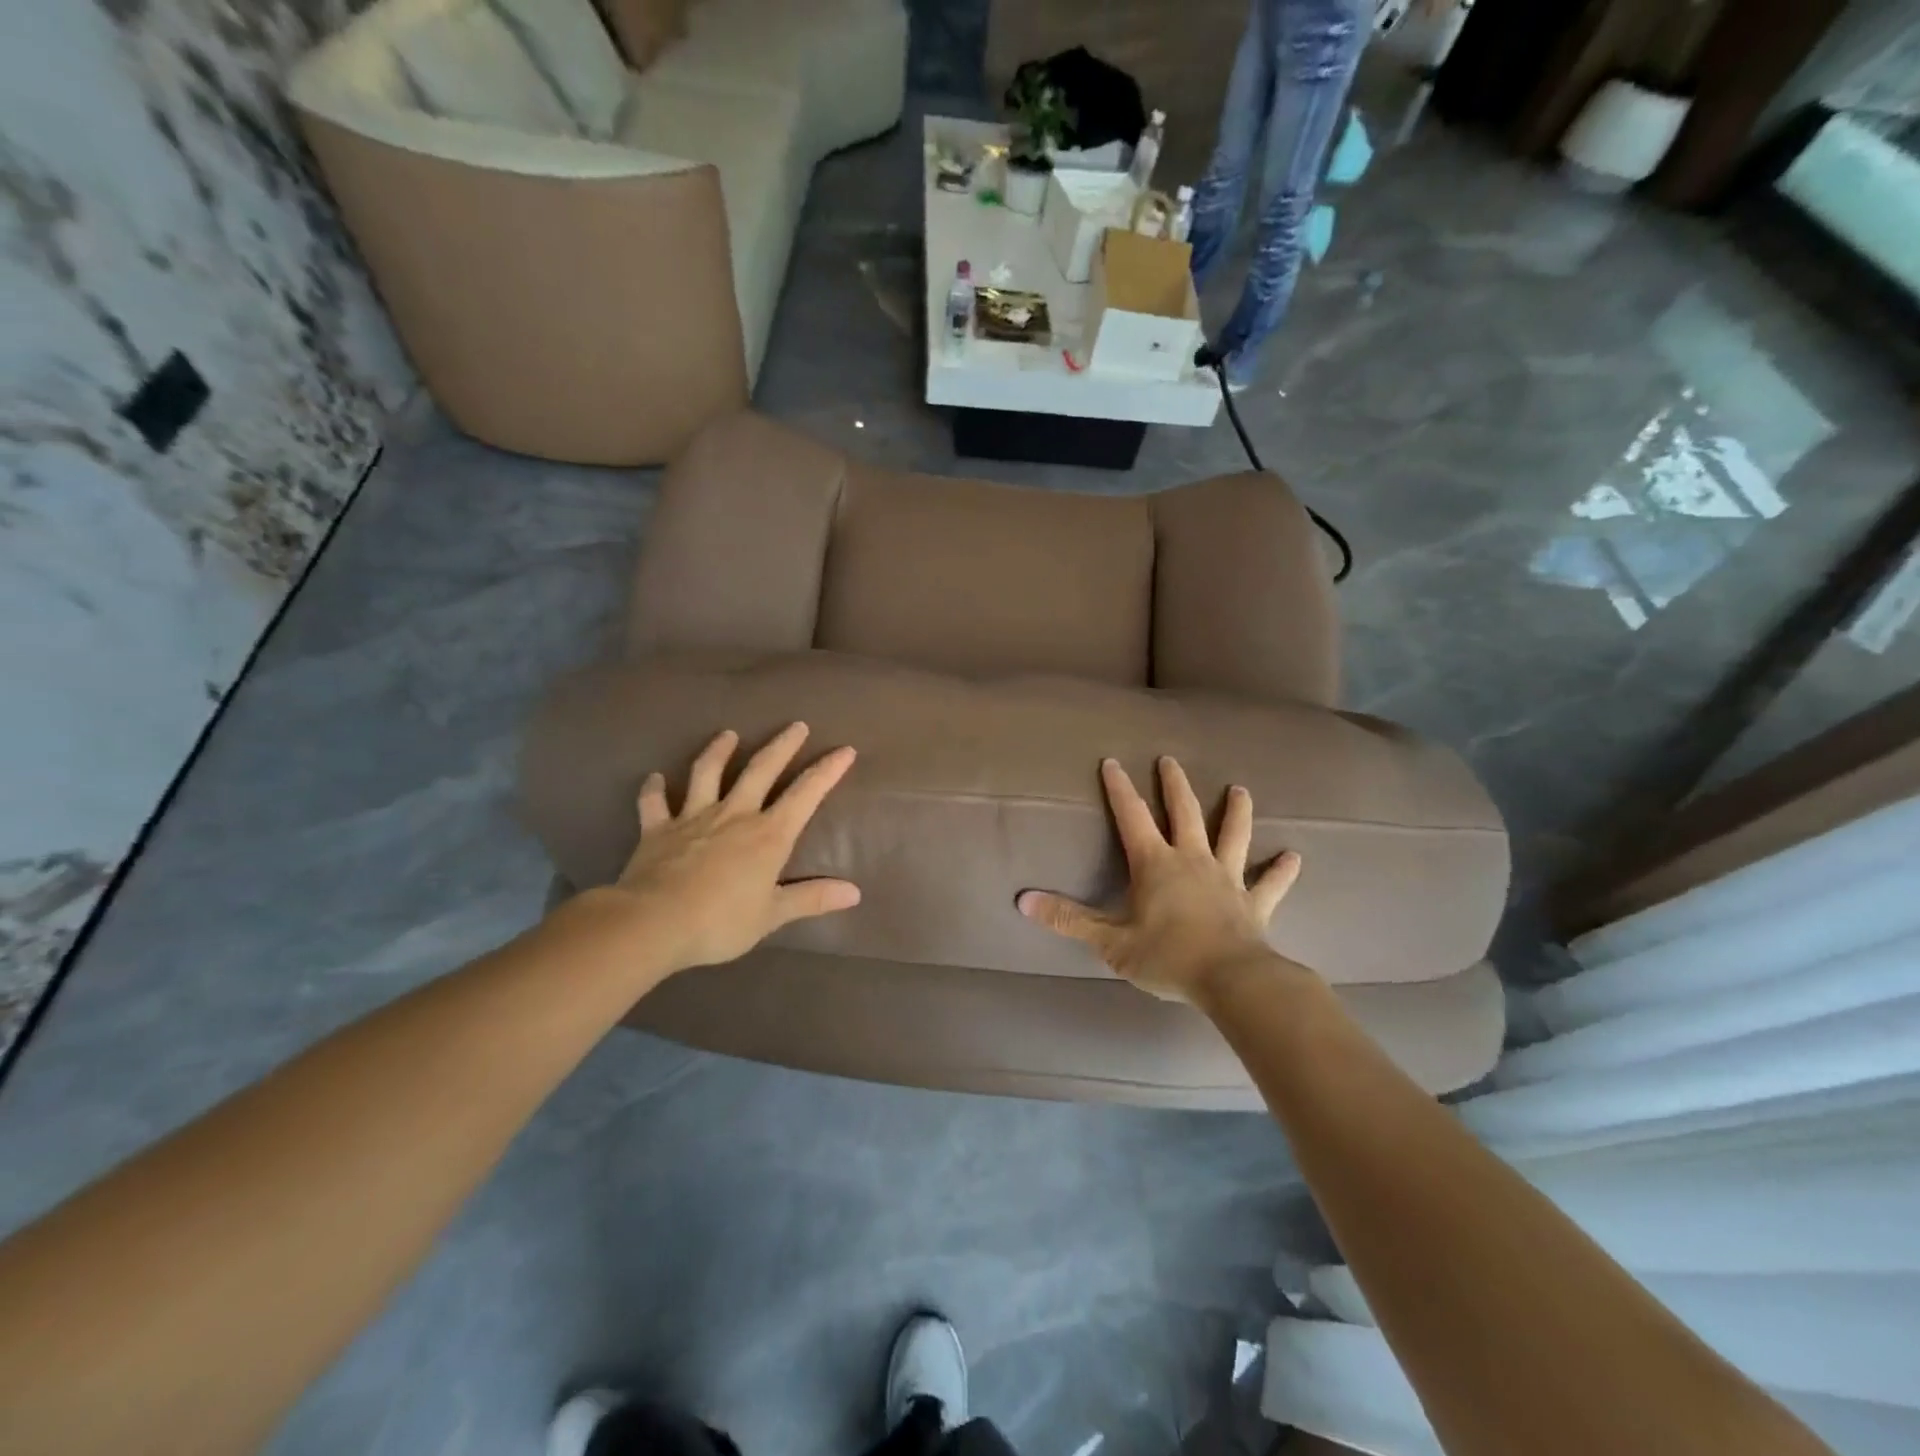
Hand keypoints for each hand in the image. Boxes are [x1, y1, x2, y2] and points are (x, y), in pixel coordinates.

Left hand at [607, 723, 860, 974]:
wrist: (654, 923)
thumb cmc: (720, 922)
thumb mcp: (772, 915)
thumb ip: (812, 898)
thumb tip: (854, 893)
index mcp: (768, 835)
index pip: (805, 794)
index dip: (827, 770)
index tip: (844, 749)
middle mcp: (734, 815)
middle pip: (761, 770)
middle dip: (782, 746)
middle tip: (797, 725)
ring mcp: (693, 817)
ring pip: (707, 773)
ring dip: (718, 751)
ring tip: (728, 734)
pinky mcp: (657, 828)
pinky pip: (654, 802)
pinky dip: (654, 788)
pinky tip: (654, 777)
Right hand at [1018, 757, 1301, 1002]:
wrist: (1232, 981)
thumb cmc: (1167, 957)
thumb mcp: (1109, 942)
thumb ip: (1067, 919)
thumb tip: (1022, 901)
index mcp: (1156, 864)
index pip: (1132, 817)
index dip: (1119, 789)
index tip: (1113, 762)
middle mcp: (1193, 860)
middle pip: (1185, 813)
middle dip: (1175, 785)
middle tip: (1170, 760)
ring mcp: (1227, 879)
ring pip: (1233, 836)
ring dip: (1236, 811)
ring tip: (1240, 789)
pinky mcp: (1255, 904)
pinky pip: (1270, 883)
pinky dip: (1281, 871)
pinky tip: (1294, 857)